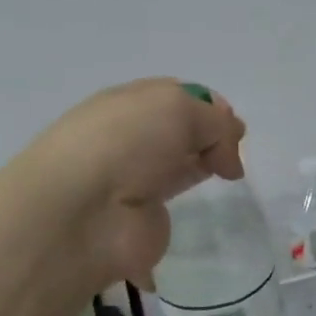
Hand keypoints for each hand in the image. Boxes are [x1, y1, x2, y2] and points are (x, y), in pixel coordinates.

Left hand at [23, 79, 245, 290]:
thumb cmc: (128, 143)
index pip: (177, 96)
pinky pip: (169, 207)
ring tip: (229, 174)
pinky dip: (186, 206)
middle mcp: (130, 137)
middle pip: (180, 131)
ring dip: (200, 166)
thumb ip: (216, 125)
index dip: (210, 107)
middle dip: (210, 136)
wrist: (82, 211)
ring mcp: (133, 179)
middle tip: (234, 151)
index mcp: (130, 101)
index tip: (234, 125)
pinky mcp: (141, 220)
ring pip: (176, 165)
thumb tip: (230, 158)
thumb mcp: (180, 110)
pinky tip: (207, 204)